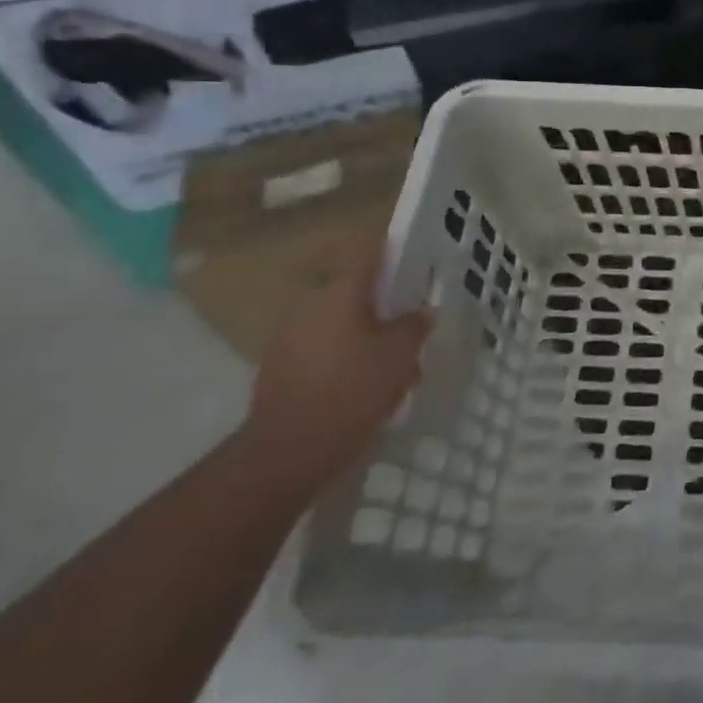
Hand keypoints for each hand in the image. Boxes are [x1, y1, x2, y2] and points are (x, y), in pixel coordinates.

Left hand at [241, 240, 432, 490]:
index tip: (417, 258)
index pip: (369, 254)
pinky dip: (345, 356)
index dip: (394, 251)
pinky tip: (364, 384)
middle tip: (412, 321)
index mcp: (339, 293)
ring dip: (364, 333)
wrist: (287, 452)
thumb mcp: (400, 355)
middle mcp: (309, 306)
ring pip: (338, 323)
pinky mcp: (279, 368)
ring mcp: (288, 338)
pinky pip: (322, 349)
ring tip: (393, 361)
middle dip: (383, 304)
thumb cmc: (352, 390)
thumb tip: (422, 310)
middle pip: (353, 291)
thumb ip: (414, 325)